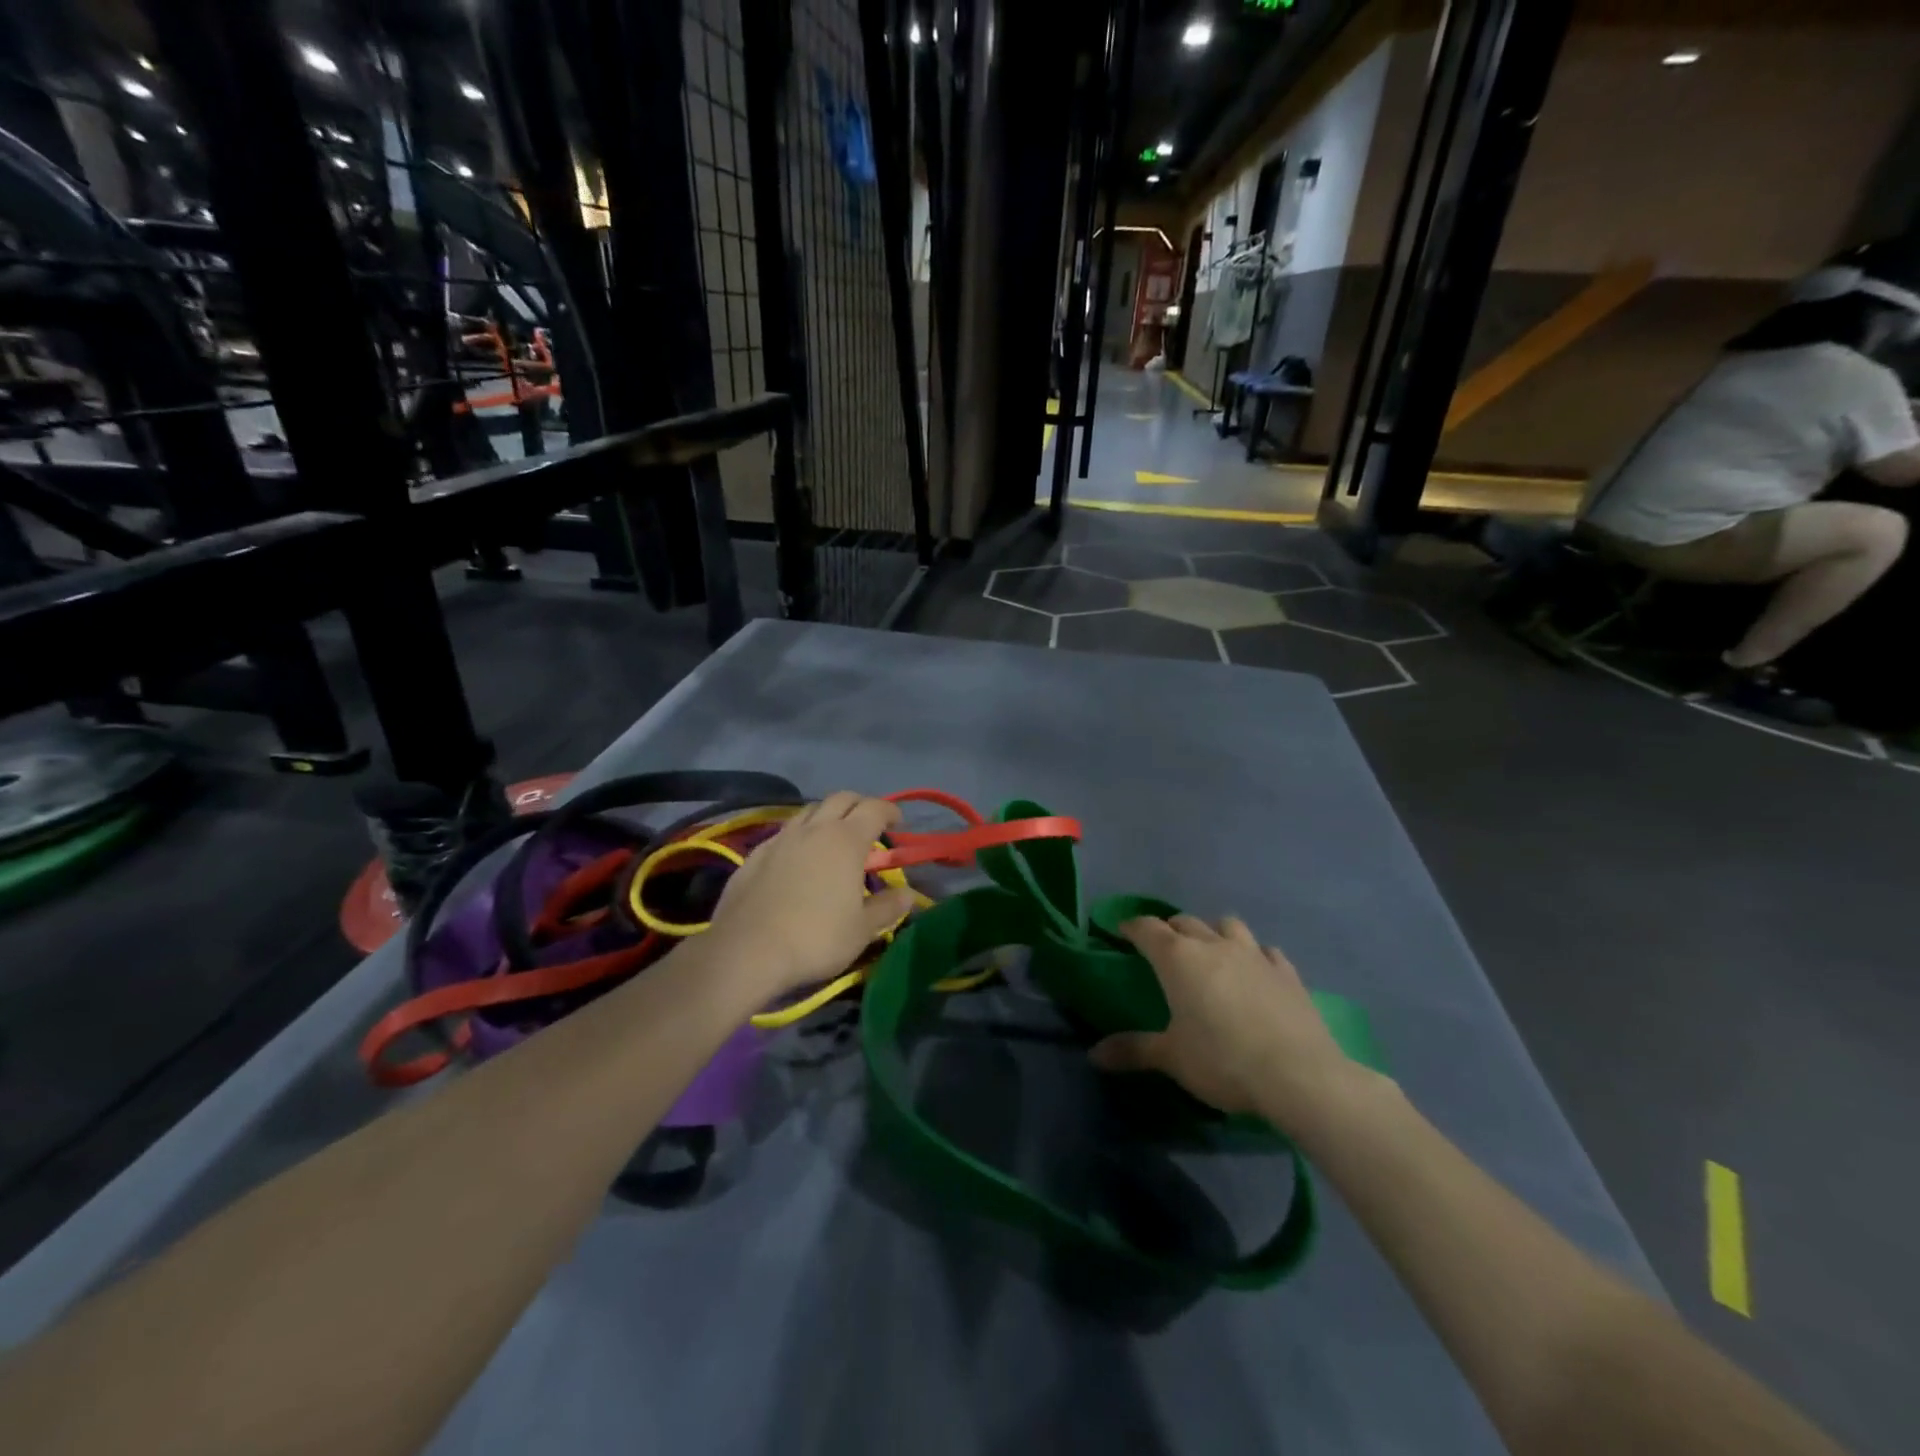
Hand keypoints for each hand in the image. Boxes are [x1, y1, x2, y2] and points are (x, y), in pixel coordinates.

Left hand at [705, 792, 915, 1003]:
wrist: (746, 951)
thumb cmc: (815, 938)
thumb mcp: (862, 930)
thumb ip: (888, 907)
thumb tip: (909, 895)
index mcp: (846, 841)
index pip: (874, 809)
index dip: (890, 811)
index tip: (898, 823)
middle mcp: (814, 829)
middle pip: (841, 798)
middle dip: (860, 805)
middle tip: (869, 823)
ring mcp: (781, 839)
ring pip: (809, 810)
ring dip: (827, 815)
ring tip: (833, 837)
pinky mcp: (755, 854)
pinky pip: (784, 832)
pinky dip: (800, 835)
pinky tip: (798, 858)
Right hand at [1090, 915, 1364, 1127]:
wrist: (1299, 1075)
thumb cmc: (1222, 1060)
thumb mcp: (1171, 1058)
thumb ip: (1132, 1050)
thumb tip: (1094, 1055)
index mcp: (1178, 958)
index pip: (1147, 928)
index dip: (1131, 926)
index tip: (1121, 931)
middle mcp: (1213, 945)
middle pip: (1185, 922)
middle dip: (1170, 930)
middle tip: (1163, 949)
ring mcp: (1254, 954)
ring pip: (1227, 925)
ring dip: (1214, 932)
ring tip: (1211, 953)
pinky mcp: (1287, 972)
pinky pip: (1266, 951)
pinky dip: (1254, 955)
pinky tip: (1255, 972)